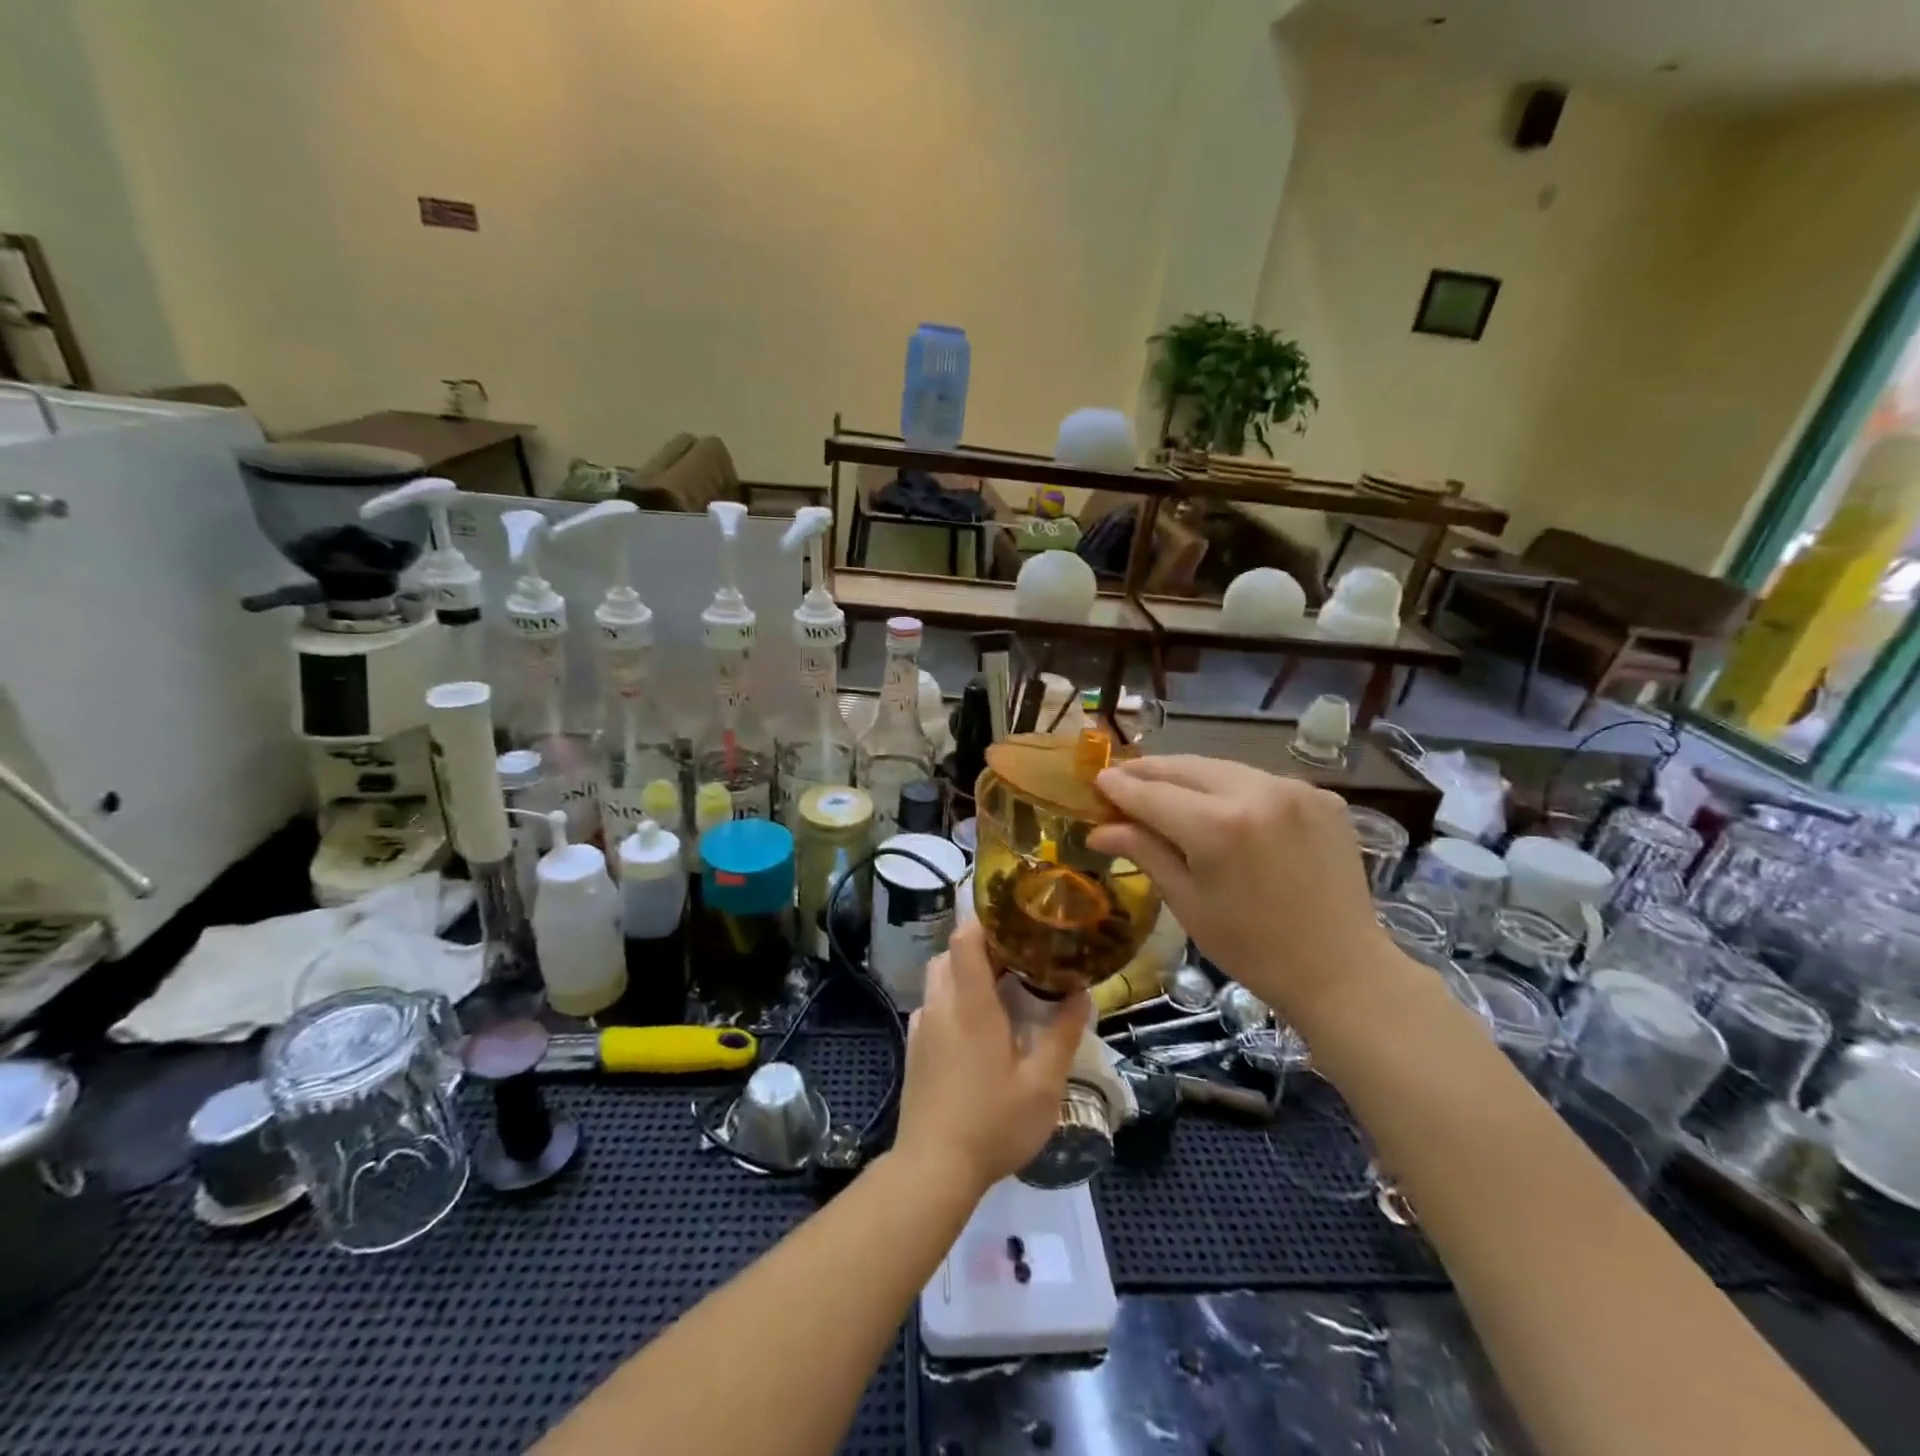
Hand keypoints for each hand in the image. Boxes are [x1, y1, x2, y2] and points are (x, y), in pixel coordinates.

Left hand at [894, 922, 1090, 1195]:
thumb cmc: (992, 1124)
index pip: (966, 938)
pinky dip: (954, 999)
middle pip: (951, 953)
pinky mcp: (914, 1048)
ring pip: (940, 978)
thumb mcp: (1042, 1085)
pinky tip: (977, 1029)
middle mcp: (941, 1006)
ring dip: (966, 972)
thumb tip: (1080, 993)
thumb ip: (1061, 1035)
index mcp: (971, 1005)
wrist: (932, 1168)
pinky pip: (934, 1005)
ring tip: (1001, 991)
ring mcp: (922, 1027)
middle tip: (1018, 959)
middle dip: (982, 947)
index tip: (1015, 919)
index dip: (986, 920)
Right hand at [1088, 756, 1393, 1027]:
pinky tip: (1219, 808)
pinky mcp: (1321, 796)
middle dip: (1150, 772)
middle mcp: (1257, 791)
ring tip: (1163, 790)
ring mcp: (1295, 789)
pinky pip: (1259, 781)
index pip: (1152, 793)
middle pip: (1186, 768)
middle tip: (1122, 780)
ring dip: (1188, 777)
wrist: (1342, 971)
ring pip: (1223, 769)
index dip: (1120, 787)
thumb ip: (1144, 851)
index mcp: (1218, 825)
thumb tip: (1099, 829)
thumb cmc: (1252, 948)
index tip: (1097, 781)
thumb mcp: (1187, 901)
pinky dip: (1230, 788)